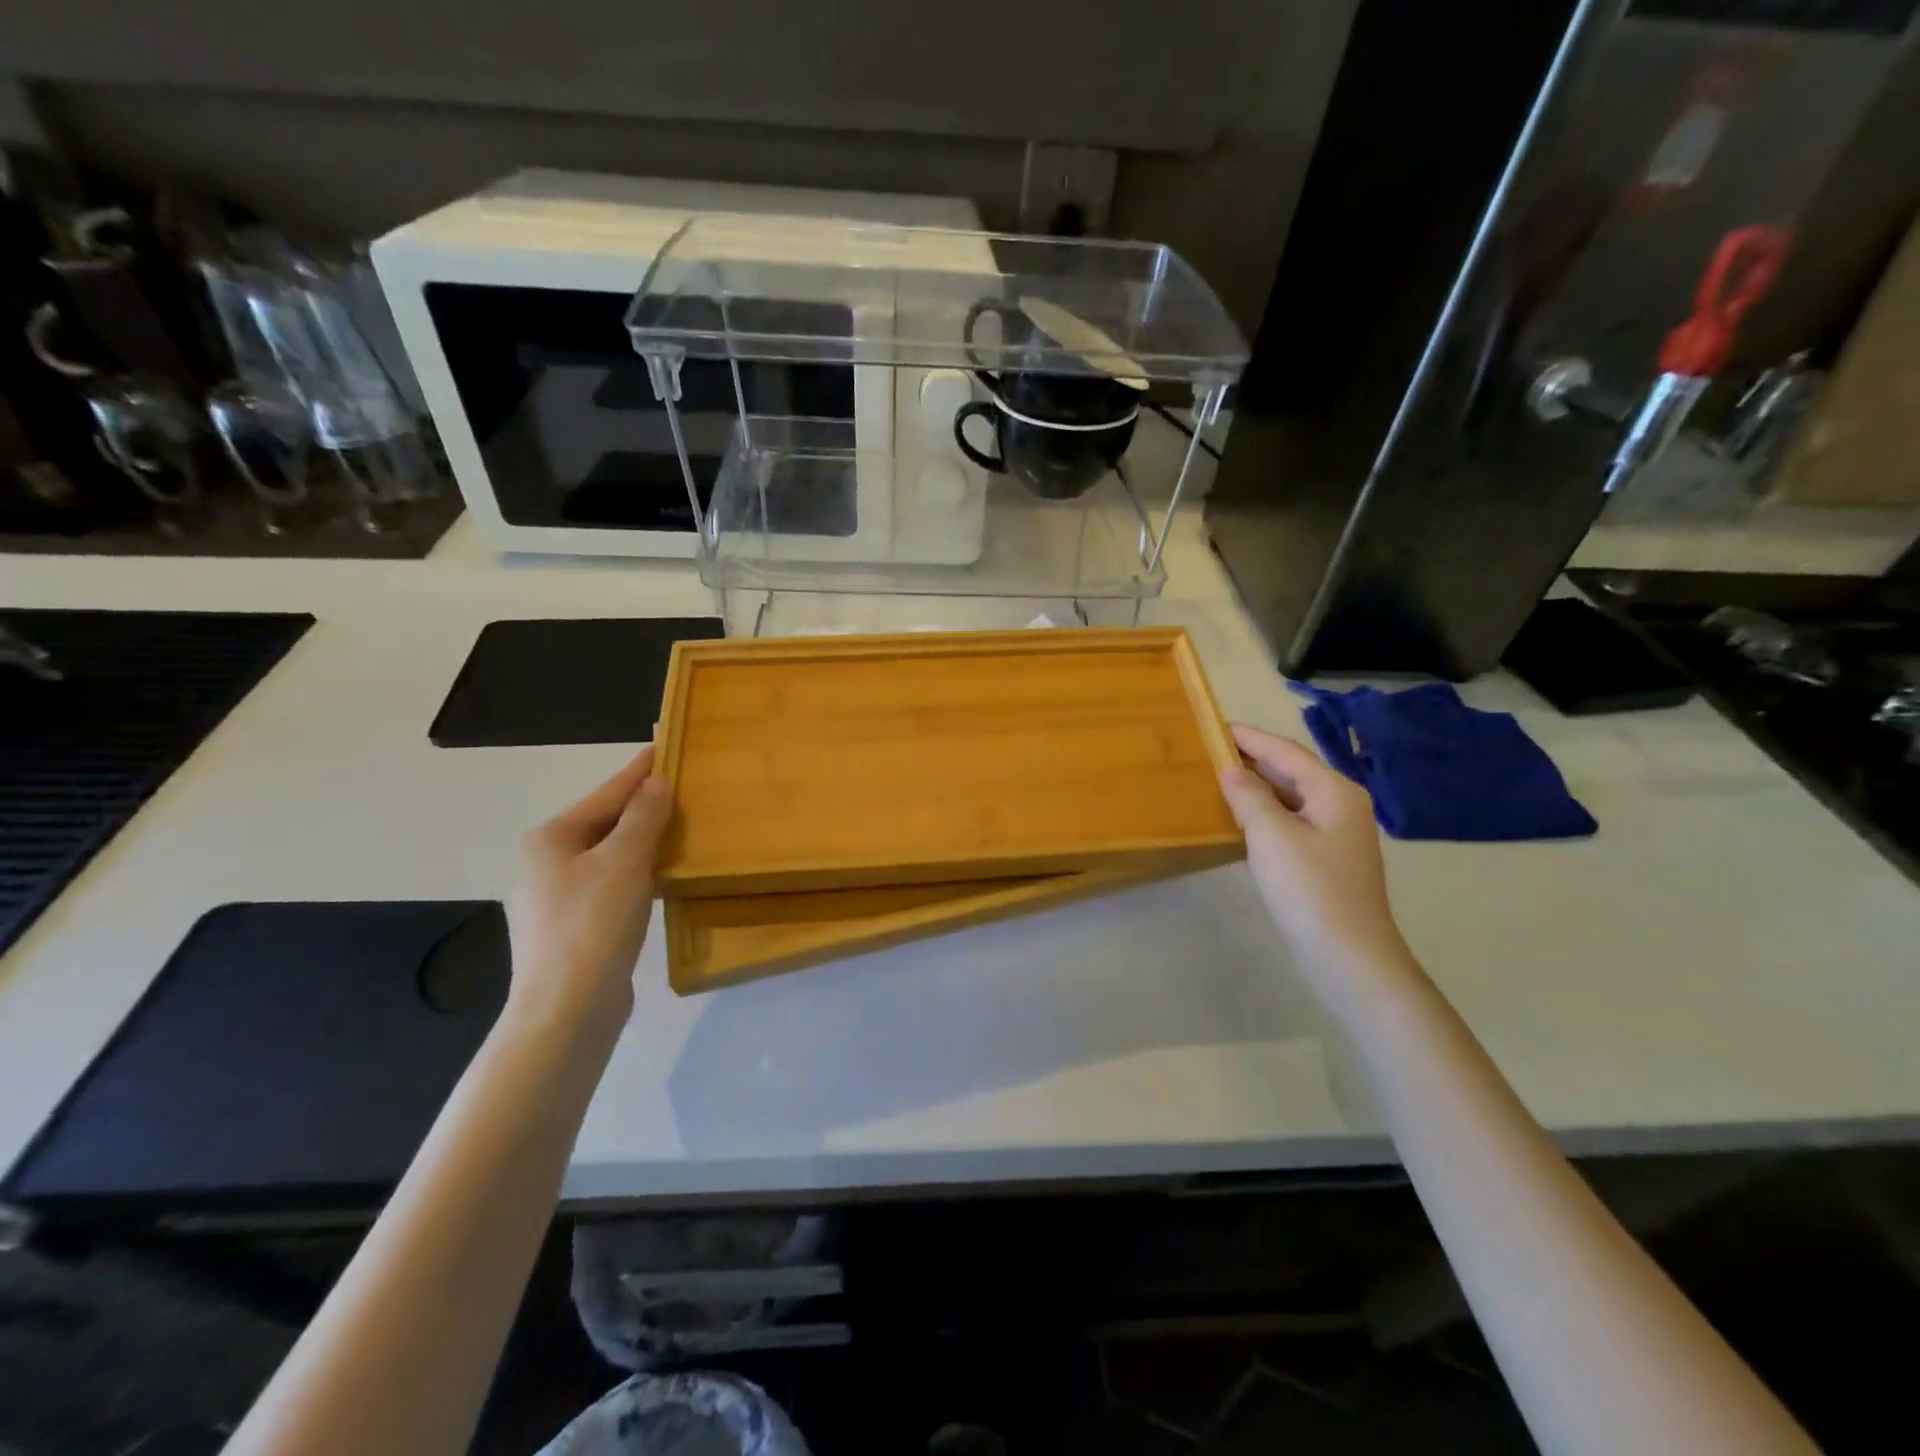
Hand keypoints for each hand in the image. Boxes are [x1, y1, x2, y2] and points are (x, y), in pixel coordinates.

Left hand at [507, 747, 673, 1030]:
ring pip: (608, 856)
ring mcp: (554, 898)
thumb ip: (643, 817)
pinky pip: (609, 884)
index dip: (639, 771)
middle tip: (684, 790)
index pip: (606, 794)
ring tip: (680, 828)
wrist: (566, 1011)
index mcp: (550, 839)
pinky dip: (636, 873)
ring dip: (642, 841)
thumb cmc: (593, 926)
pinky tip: (660, 876)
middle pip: (604, 823)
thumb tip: (657, 783)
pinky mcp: (571, 928)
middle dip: (643, 807)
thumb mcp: (624, 862)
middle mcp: (544, 863)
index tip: (667, 748)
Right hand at [1220, 724, 1414, 999]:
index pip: (1285, 751)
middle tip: (1210, 752)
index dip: (1250, 738)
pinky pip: (1291, 821)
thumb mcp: (1271, 834)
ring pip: (1291, 798)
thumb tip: (1232, 771)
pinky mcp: (1327, 859)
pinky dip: (1265, 814)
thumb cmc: (1309, 887)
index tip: (1215, 726)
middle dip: (1253, 760)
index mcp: (1334, 790)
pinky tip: (1241, 821)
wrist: (1349, 955)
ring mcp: (1337, 834)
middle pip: (1291, 771)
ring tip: (1218, 780)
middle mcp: (1341, 804)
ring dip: (1257, 788)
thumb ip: (1248, 796)